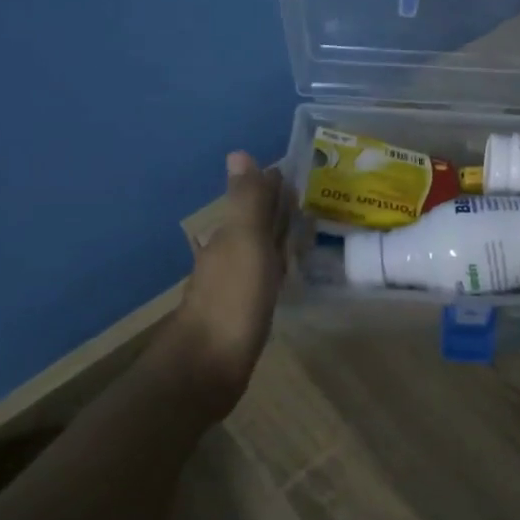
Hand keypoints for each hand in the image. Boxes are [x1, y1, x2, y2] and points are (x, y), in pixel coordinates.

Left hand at [173, 152, 290, 412]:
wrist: (207, 366)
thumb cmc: (232, 299)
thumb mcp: (245, 242)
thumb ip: (247, 201)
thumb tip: (238, 152)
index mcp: (229, 235)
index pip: (253, 199)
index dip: (274, 185)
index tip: (301, 172)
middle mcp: (227, 254)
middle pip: (255, 222)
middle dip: (277, 208)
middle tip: (312, 198)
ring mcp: (233, 284)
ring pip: (259, 248)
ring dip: (277, 236)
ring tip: (307, 229)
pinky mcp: (243, 310)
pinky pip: (264, 275)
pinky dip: (276, 265)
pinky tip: (286, 271)